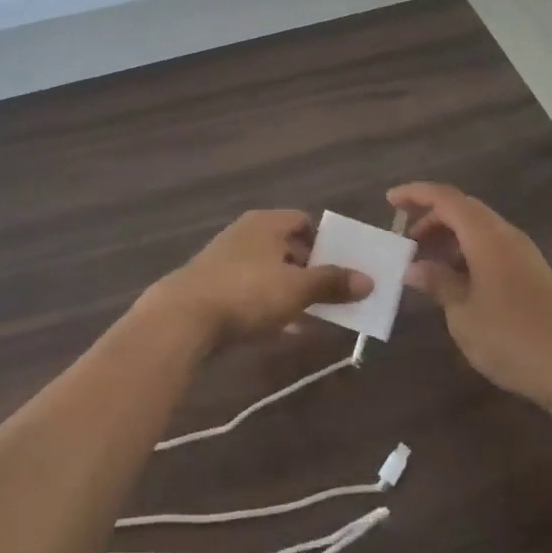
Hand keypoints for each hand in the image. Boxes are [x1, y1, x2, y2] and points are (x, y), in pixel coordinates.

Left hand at [143, 210, 372, 347]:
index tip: (343, 268)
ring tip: (315, 316)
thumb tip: (368, 280)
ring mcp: (227, 260)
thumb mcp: (297, 288)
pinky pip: (251, 292)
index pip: (304, 222)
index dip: (326, 242)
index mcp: (266, 223)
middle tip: (334, 295)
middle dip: (311, 271)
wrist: (183, 318)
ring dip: (292, 291)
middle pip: (288, 247)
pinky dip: (270, 305)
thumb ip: (332, 282)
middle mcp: (246, 234)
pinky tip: (283, 330)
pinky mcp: (213, 287)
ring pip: (270, 272)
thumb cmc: (247, 292)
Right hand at [389, 182, 551, 408]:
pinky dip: (467, 252)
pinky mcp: (533, 273)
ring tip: (426, 265)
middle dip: (431, 218)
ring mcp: (523, 254)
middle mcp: (506, 235)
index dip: (415, 194)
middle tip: (406, 243)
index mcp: (486, 236)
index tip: (388, 202)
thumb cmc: (513, 339)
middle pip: (463, 209)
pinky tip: (456, 282)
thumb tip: (415, 266)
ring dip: (449, 237)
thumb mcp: (463, 313)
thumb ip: (438, 283)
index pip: (445, 198)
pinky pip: (492, 247)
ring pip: (479, 228)